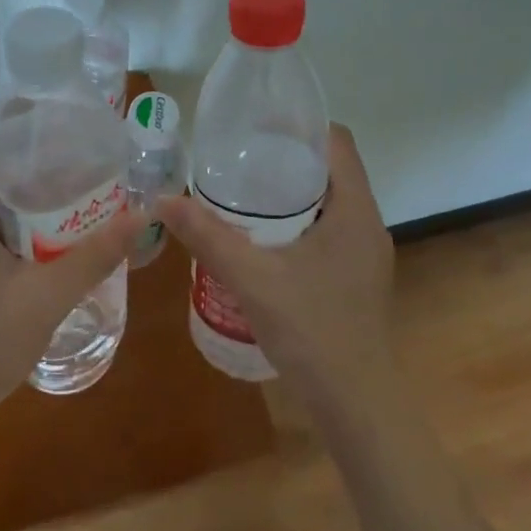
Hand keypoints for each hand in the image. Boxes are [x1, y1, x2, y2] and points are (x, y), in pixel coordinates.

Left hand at [0, 129, 132, 424]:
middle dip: (34, 148)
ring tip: (77, 171)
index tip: (61, 108)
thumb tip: (142, 216)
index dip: (18, 117)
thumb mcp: (47, 296)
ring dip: (29, 181)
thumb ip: (95, 255)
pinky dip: (22, 210)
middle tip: (82, 140)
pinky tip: (57, 220)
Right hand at [157, 124, 394, 403]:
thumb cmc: (313, 331)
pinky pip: (327, 228)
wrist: (357, 406)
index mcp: (356, 210)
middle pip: (330, 169)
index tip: (257, 124)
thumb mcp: (252, 278)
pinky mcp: (356, 277)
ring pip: (328, 201)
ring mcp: (365, 254)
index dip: (300, 125)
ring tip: (242, 191)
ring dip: (290, 191)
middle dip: (286, 157)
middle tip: (238, 156)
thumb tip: (163, 199)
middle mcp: (367, 223)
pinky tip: (262, 238)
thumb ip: (208, 237)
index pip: (337, 142)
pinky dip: (297, 220)